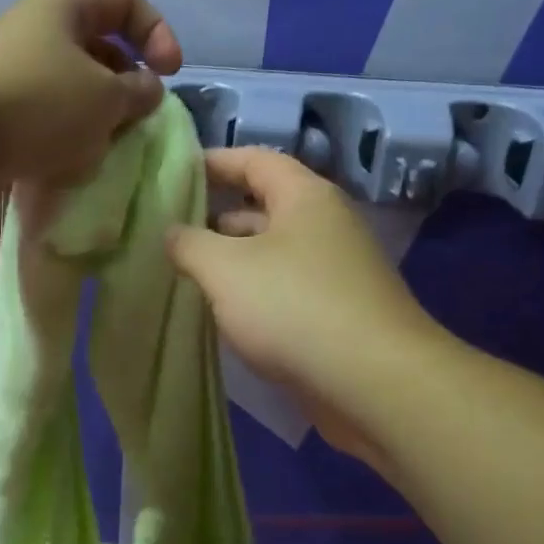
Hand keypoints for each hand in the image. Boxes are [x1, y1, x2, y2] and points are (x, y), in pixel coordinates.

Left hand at [0, 0, 181, 207]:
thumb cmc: (38, 105)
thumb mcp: (105, 97)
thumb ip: (138, 92)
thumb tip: (147, 90)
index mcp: (63, 9)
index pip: (124, 1)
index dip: (156, 31)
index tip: (170, 73)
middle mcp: (37, 34)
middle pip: (99, 50)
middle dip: (125, 87)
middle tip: (136, 119)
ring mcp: (15, 76)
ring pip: (74, 93)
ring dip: (96, 122)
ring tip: (102, 148)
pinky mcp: (1, 117)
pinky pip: (47, 123)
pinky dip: (65, 143)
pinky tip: (71, 167)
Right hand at [166, 148, 443, 463]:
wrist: (373, 383)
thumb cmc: (293, 307)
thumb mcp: (224, 268)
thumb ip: (189, 243)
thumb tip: (172, 233)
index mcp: (305, 197)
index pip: (255, 160)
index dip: (214, 162)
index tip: (175, 173)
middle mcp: (325, 226)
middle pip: (263, 206)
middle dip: (216, 216)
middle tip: (170, 230)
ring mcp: (334, 271)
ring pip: (271, 253)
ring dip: (231, 259)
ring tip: (185, 272)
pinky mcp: (335, 313)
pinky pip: (283, 288)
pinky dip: (251, 292)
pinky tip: (221, 311)